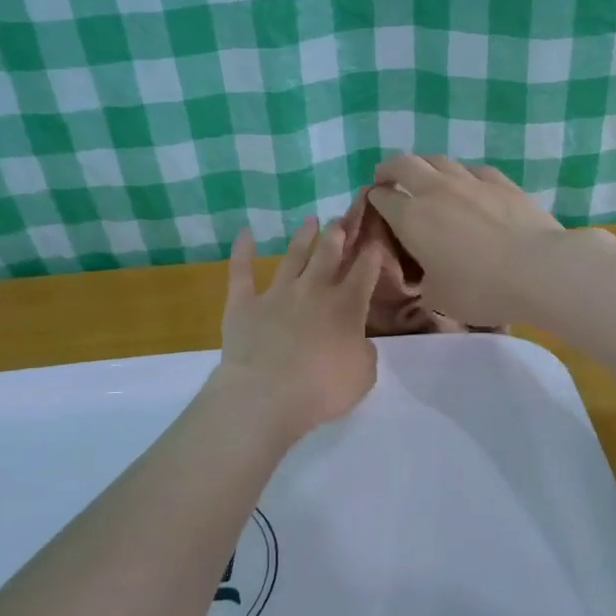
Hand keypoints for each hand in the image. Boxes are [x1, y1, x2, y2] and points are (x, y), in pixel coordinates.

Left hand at [214, 218, 381, 441]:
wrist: (266, 395)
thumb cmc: (322, 389)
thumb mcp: (363, 375)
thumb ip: (364, 351)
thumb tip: (357, 341)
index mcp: (347, 307)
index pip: (364, 273)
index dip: (371, 256)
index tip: (374, 243)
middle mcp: (313, 290)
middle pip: (328, 254)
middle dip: (337, 236)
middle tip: (340, 222)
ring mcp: (276, 293)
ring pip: (292, 256)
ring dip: (303, 237)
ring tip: (310, 220)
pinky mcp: (243, 303)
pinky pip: (241, 271)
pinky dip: (242, 251)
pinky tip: (245, 233)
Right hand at [366, 156, 565, 325]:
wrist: (537, 270)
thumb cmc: (480, 289)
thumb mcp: (439, 298)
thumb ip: (425, 283)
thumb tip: (428, 277)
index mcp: (411, 219)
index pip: (381, 198)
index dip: (374, 200)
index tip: (375, 207)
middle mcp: (435, 191)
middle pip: (403, 165)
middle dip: (389, 170)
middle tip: (387, 180)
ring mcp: (470, 182)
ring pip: (438, 160)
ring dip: (424, 167)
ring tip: (425, 180)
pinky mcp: (501, 182)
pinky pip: (473, 170)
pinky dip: (462, 175)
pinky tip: (468, 185)